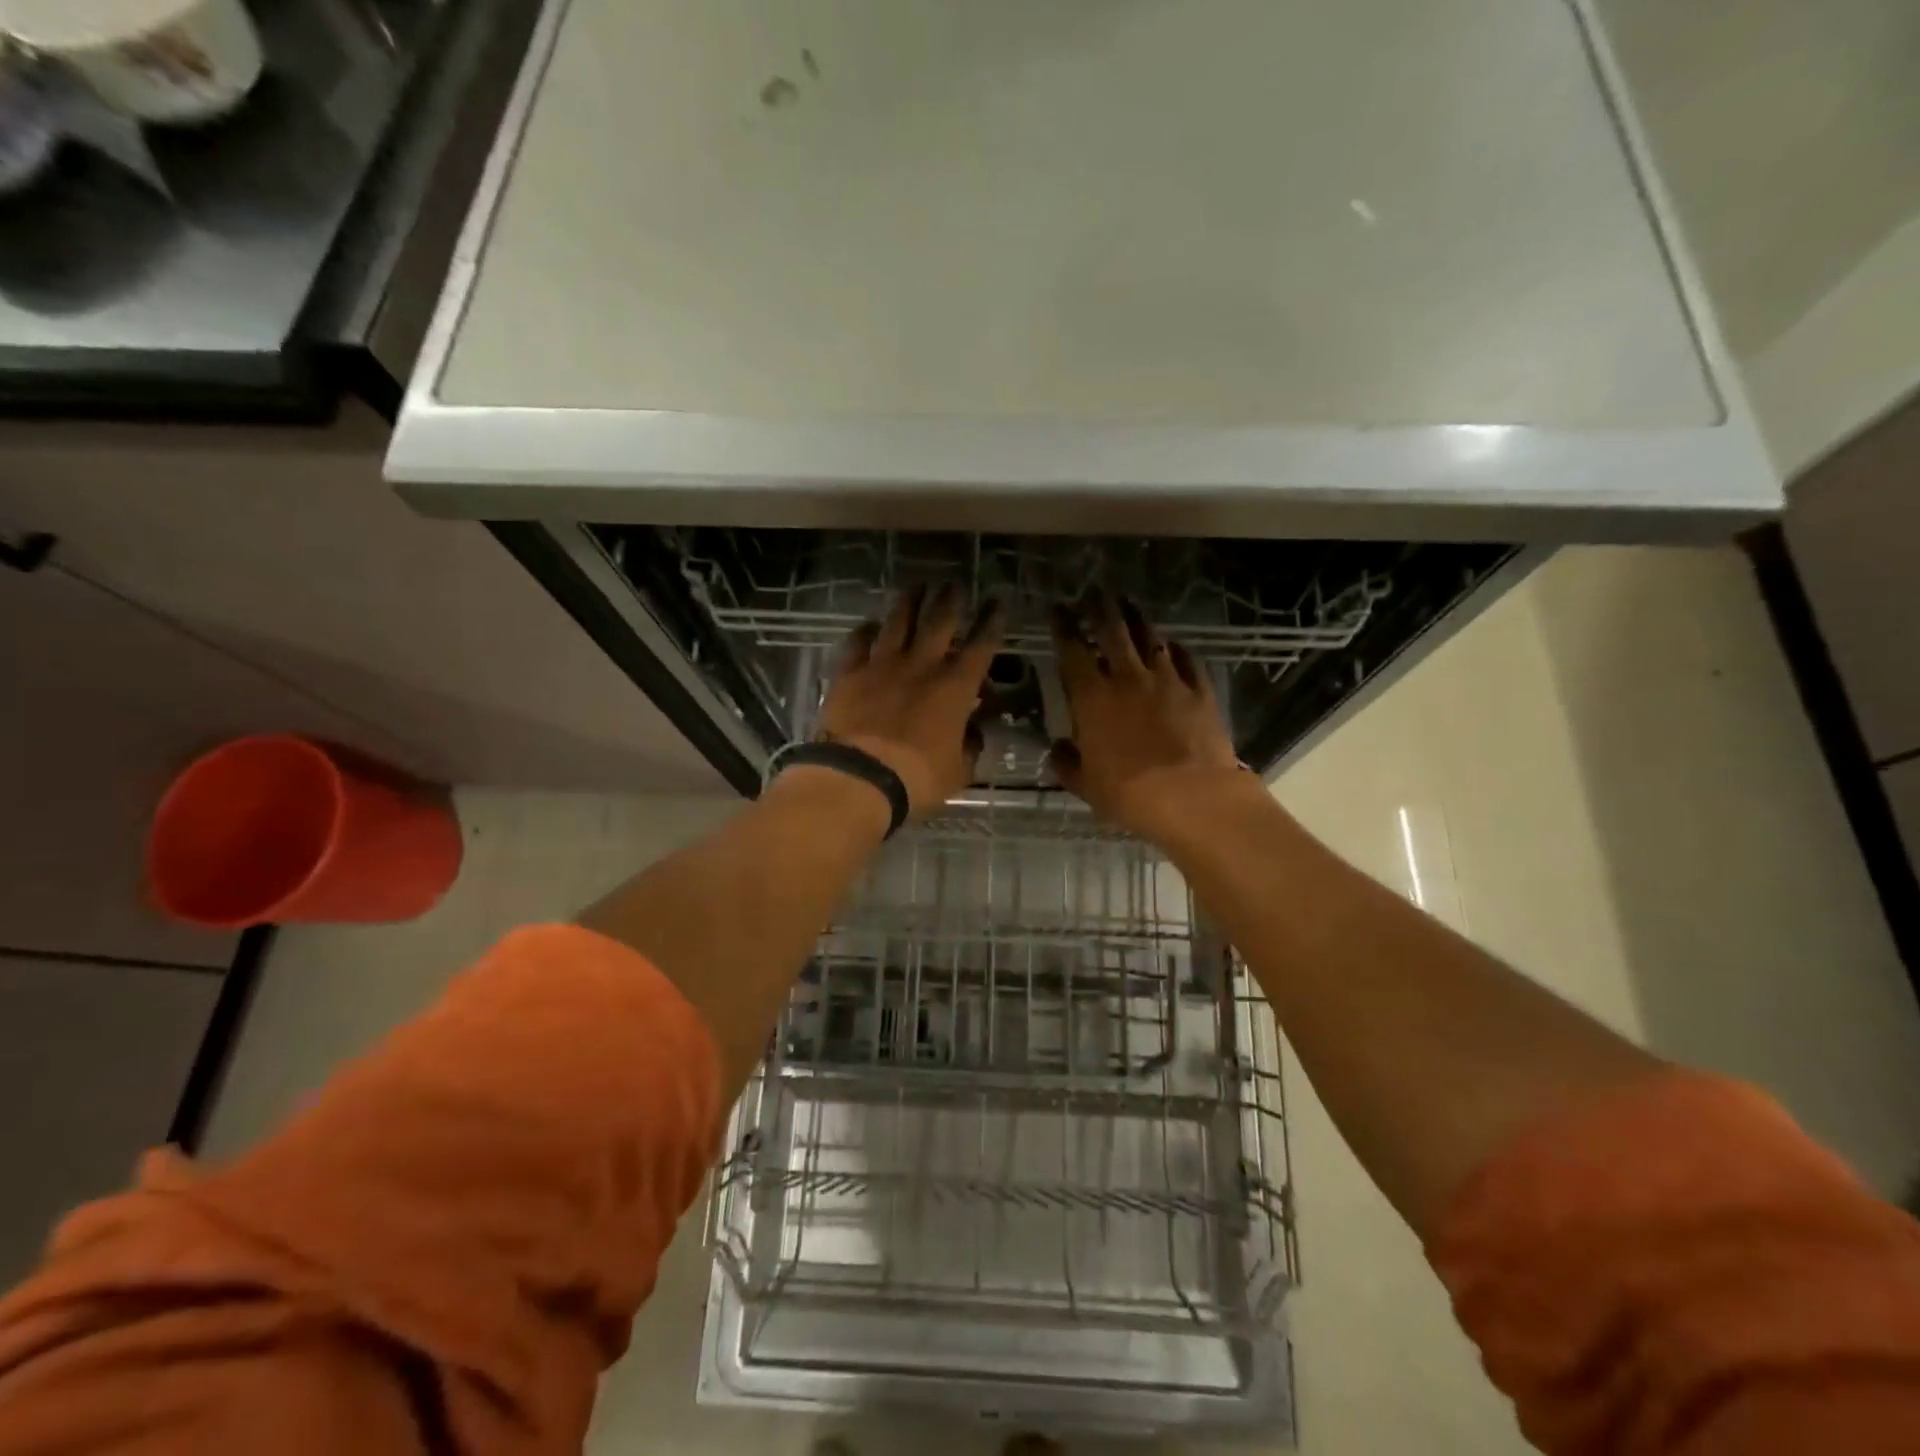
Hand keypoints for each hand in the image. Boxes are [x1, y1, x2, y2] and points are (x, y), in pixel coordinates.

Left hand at [815, 586, 1004, 816]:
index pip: (981, 646)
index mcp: (955, 688)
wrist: (859, 777)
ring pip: (898, 622)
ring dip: (909, 602)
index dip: (991, 622)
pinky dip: (865, 632)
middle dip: (950, 600)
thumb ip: (969, 746)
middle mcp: (921, 666)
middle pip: (939, 622)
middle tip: (953, 584)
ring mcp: (882, 665)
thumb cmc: (918, 779)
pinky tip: (869, 625)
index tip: (996, 602)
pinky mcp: (849, 674)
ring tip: (916, 586)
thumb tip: (973, 733)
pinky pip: (857, 643)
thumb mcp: (958, 770)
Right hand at [1048, 591, 1249, 838]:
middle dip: (1100, 609)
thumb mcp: (1086, 785)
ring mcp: (1167, 680)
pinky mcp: (1199, 690)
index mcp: (1092, 698)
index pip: (1072, 651)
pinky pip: (1186, 659)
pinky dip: (1175, 648)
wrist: (1193, 797)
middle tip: (1094, 594)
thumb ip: (1067, 763)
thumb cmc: (1129, 794)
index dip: (1063, 627)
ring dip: (1136, 619)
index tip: (1058, 610)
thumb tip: (1058, 749)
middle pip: (1113, 631)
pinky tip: (1172, 644)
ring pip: (1150, 638)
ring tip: (1128, 606)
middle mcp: (1128, 679)